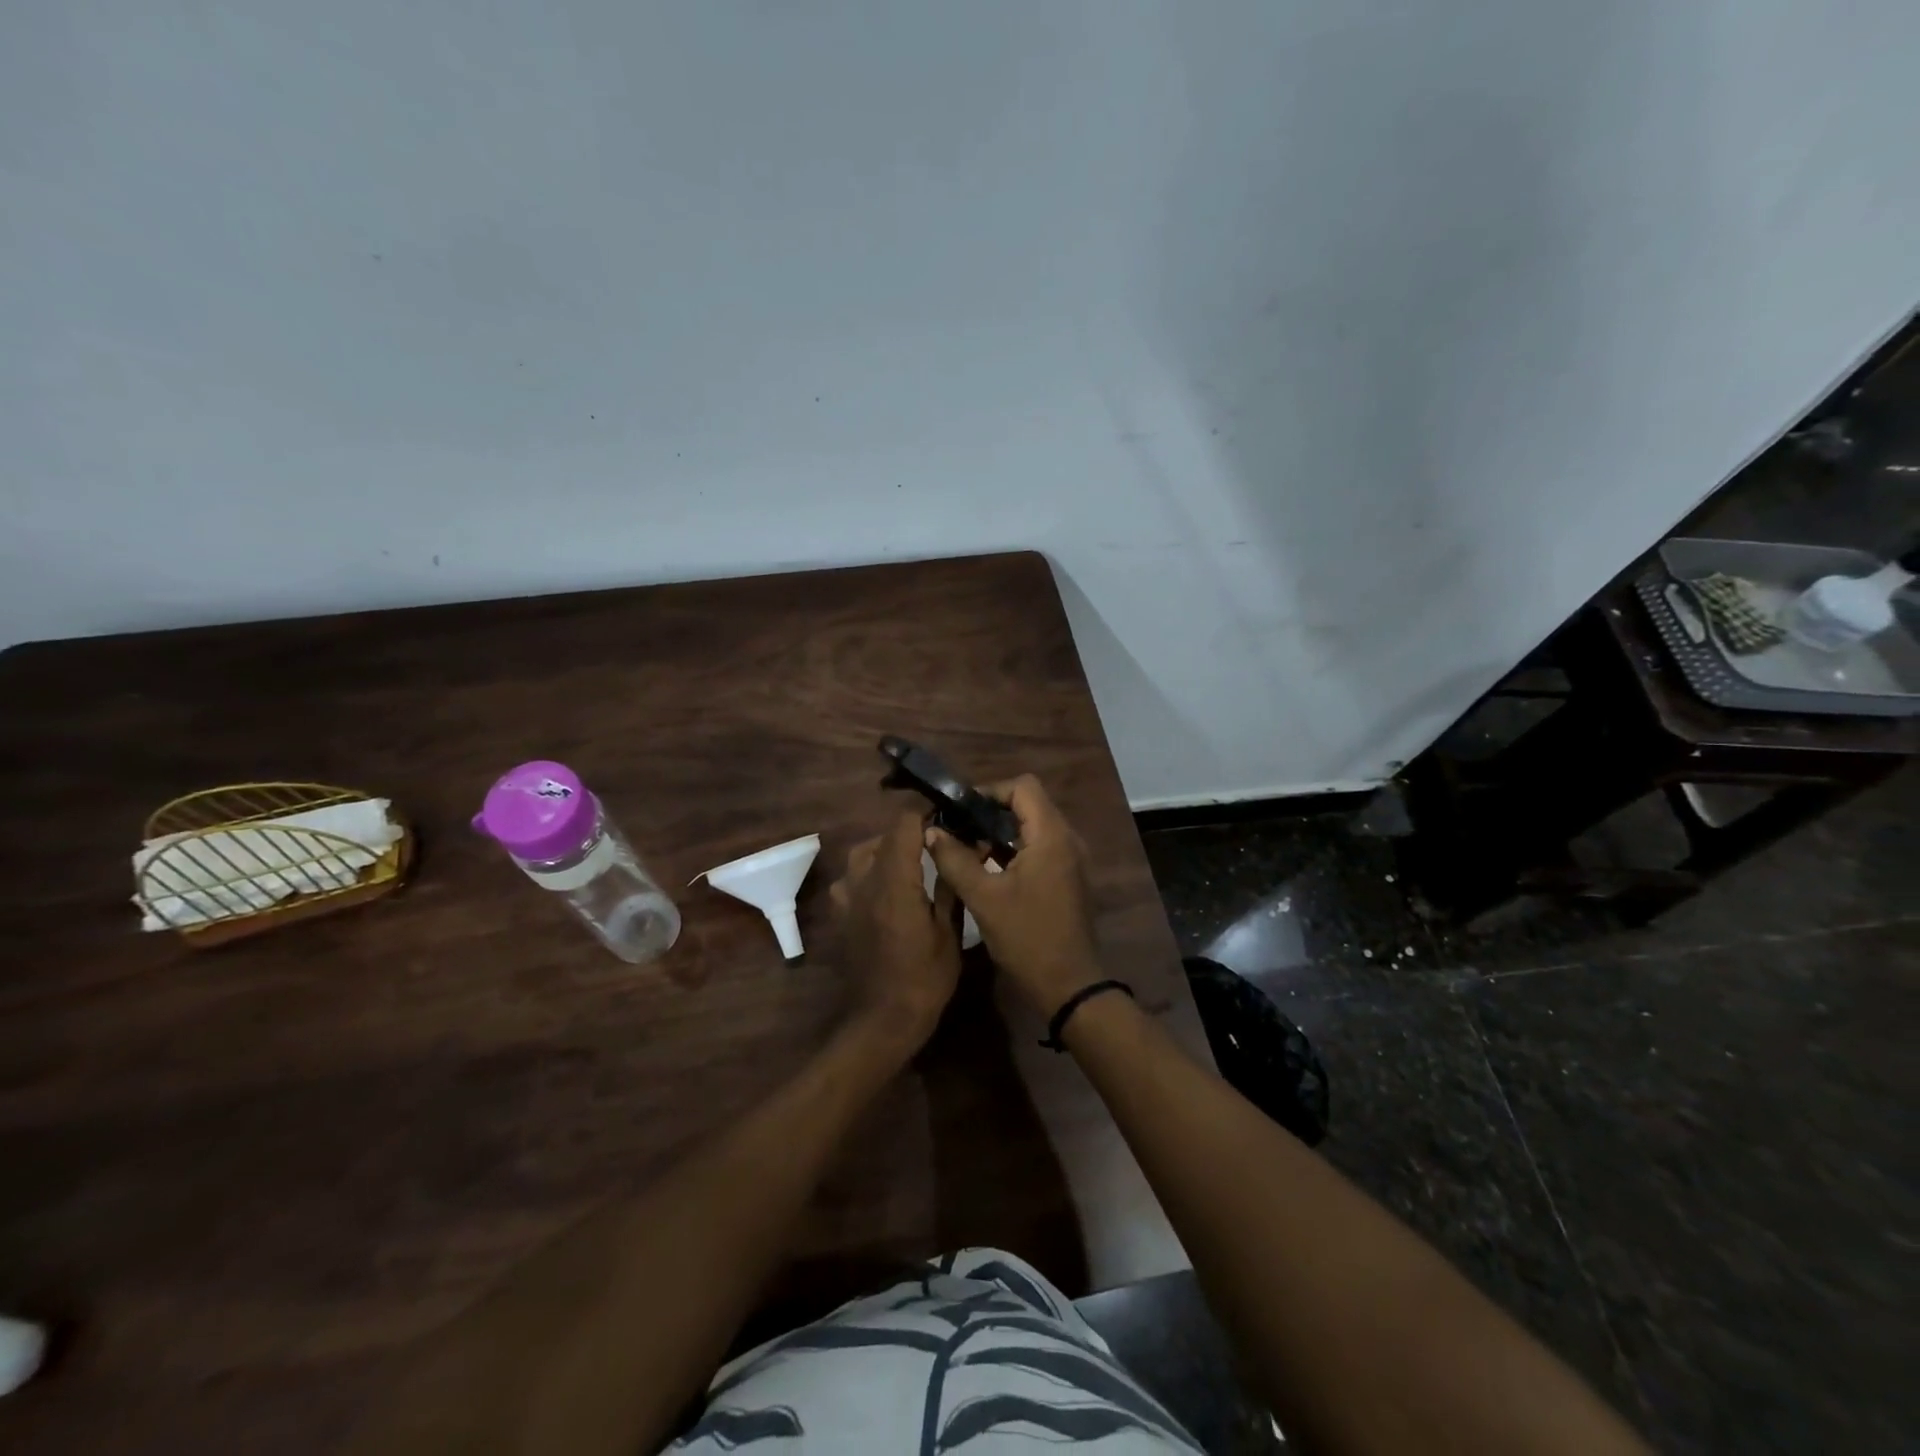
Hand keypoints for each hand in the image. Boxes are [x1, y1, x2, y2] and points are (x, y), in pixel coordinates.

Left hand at [830, 812, 962, 1053]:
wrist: (882, 1021)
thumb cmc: (924, 979)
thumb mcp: (949, 933)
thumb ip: (951, 885)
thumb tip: (965, 848)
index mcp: (895, 882)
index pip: (903, 824)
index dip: (925, 813)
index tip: (947, 815)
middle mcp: (865, 882)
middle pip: (882, 836)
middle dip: (908, 833)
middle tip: (937, 844)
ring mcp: (848, 898)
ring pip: (862, 855)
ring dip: (886, 851)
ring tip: (911, 864)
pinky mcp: (841, 915)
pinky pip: (851, 880)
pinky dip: (869, 874)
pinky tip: (886, 890)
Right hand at [925, 775, 1102, 1014]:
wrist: (1068, 986)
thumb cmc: (1027, 938)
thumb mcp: (983, 898)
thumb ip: (954, 860)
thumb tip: (931, 831)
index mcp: (1052, 836)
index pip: (1023, 786)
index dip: (990, 790)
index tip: (960, 810)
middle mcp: (1066, 839)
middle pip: (1028, 803)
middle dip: (990, 810)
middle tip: (957, 827)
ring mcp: (1069, 859)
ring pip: (1031, 826)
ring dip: (999, 831)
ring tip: (965, 847)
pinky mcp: (1066, 877)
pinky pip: (1037, 847)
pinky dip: (1011, 849)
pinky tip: (985, 867)